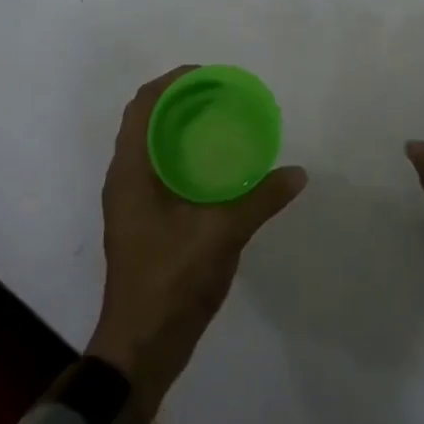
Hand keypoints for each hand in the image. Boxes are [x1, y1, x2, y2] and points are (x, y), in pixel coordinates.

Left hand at [86, 66, 308, 415]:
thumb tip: (299, 173)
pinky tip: (217, 167)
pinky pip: (161, 170)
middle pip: (147, 120)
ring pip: (153, 146)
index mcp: (131, 172)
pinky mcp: (143, 221)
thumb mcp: (222, 234)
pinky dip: (185, 155)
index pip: (144, 105)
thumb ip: (260, 199)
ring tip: (223, 122)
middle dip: (181, 100)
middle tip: (223, 96)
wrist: (142, 347)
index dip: (174, 82)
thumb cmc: (171, 280)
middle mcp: (125, 179)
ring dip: (181, 127)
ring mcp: (131, 202)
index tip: (209, 76)